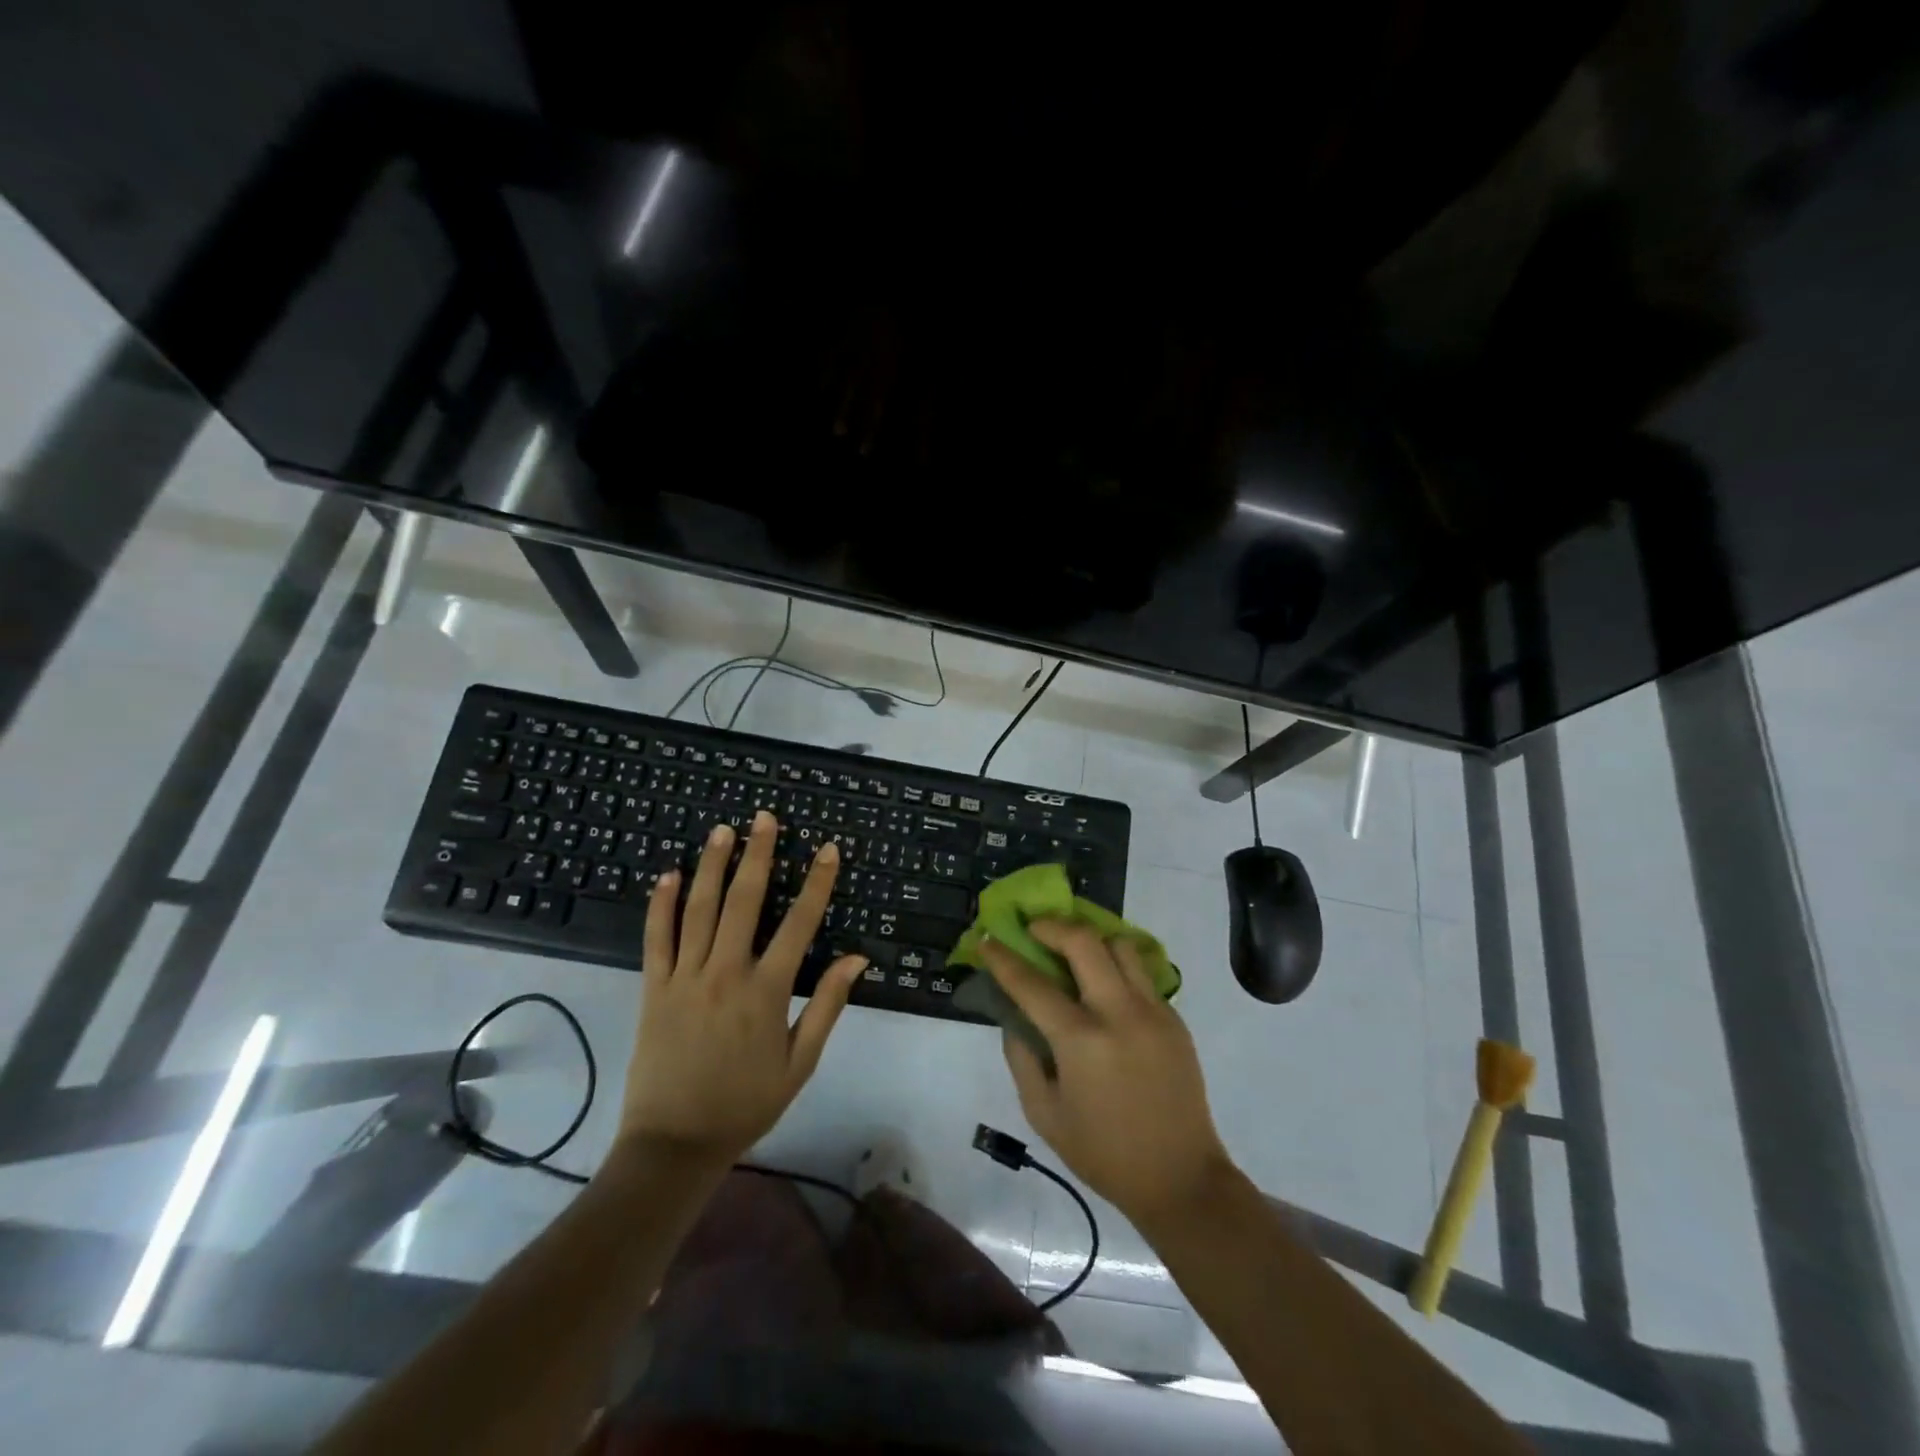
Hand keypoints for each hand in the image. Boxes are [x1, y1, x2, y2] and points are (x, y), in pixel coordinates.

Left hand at [617, 811, 865, 1167]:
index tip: (827, 849)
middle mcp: (726, 973)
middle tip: (763, 818)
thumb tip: (857, 958)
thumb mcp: (800, 1062)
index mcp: (767, 991)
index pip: (800, 923)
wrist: (674, 1144)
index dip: (816, 883)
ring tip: (722, 830)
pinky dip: (661, 905)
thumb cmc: (746, 1103)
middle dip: (757, 855)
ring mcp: (685, 977)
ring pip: (699, 909)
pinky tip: (668, 874)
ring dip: (712, 866)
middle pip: (744, 901)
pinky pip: (656, 938)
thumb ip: (826, 1005)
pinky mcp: (654, 988)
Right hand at [979, 920, 1233, 1231]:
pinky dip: (1116, 965)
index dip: (1003, 959)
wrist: (1181, 1178)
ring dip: (1091, 939)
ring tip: (1073, 951)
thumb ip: (1022, 1058)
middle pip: (1084, 941)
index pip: (1032, 984)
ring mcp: (1153, 1010)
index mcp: (1081, 1041)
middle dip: (1051, 926)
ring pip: (1120, 944)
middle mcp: (1119, 1013)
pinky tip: (1104, 985)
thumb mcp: (1044, 1114)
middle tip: (1034, 930)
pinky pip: (1141, 972)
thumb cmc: (1103, 1153)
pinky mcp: (1174, 1017)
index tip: (987, 941)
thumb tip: (1013, 1016)